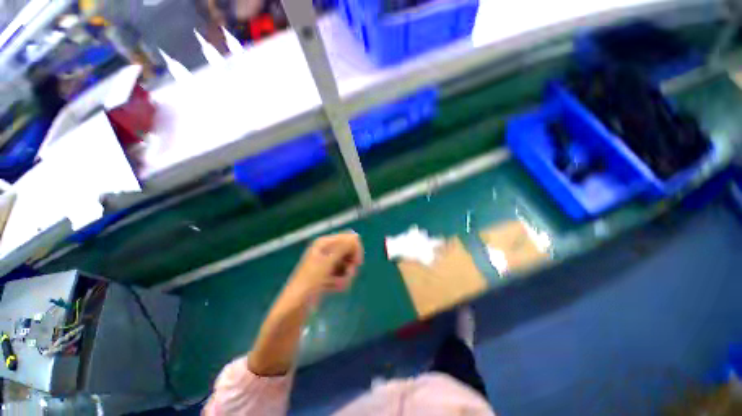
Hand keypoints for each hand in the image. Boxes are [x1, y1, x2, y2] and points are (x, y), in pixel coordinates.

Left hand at [288, 232, 363, 298]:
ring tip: (337, 285)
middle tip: (348, 274)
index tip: (356, 263)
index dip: (355, 250)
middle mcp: (326, 250)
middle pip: (349, 252)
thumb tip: (356, 236)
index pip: (349, 239)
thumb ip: (343, 247)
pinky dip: (340, 282)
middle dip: (350, 265)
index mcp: (325, 243)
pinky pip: (341, 275)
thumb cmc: (310, 281)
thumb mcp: (328, 262)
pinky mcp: (327, 275)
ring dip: (345, 276)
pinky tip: (333, 288)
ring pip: (346, 265)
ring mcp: (326, 263)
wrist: (295, 306)